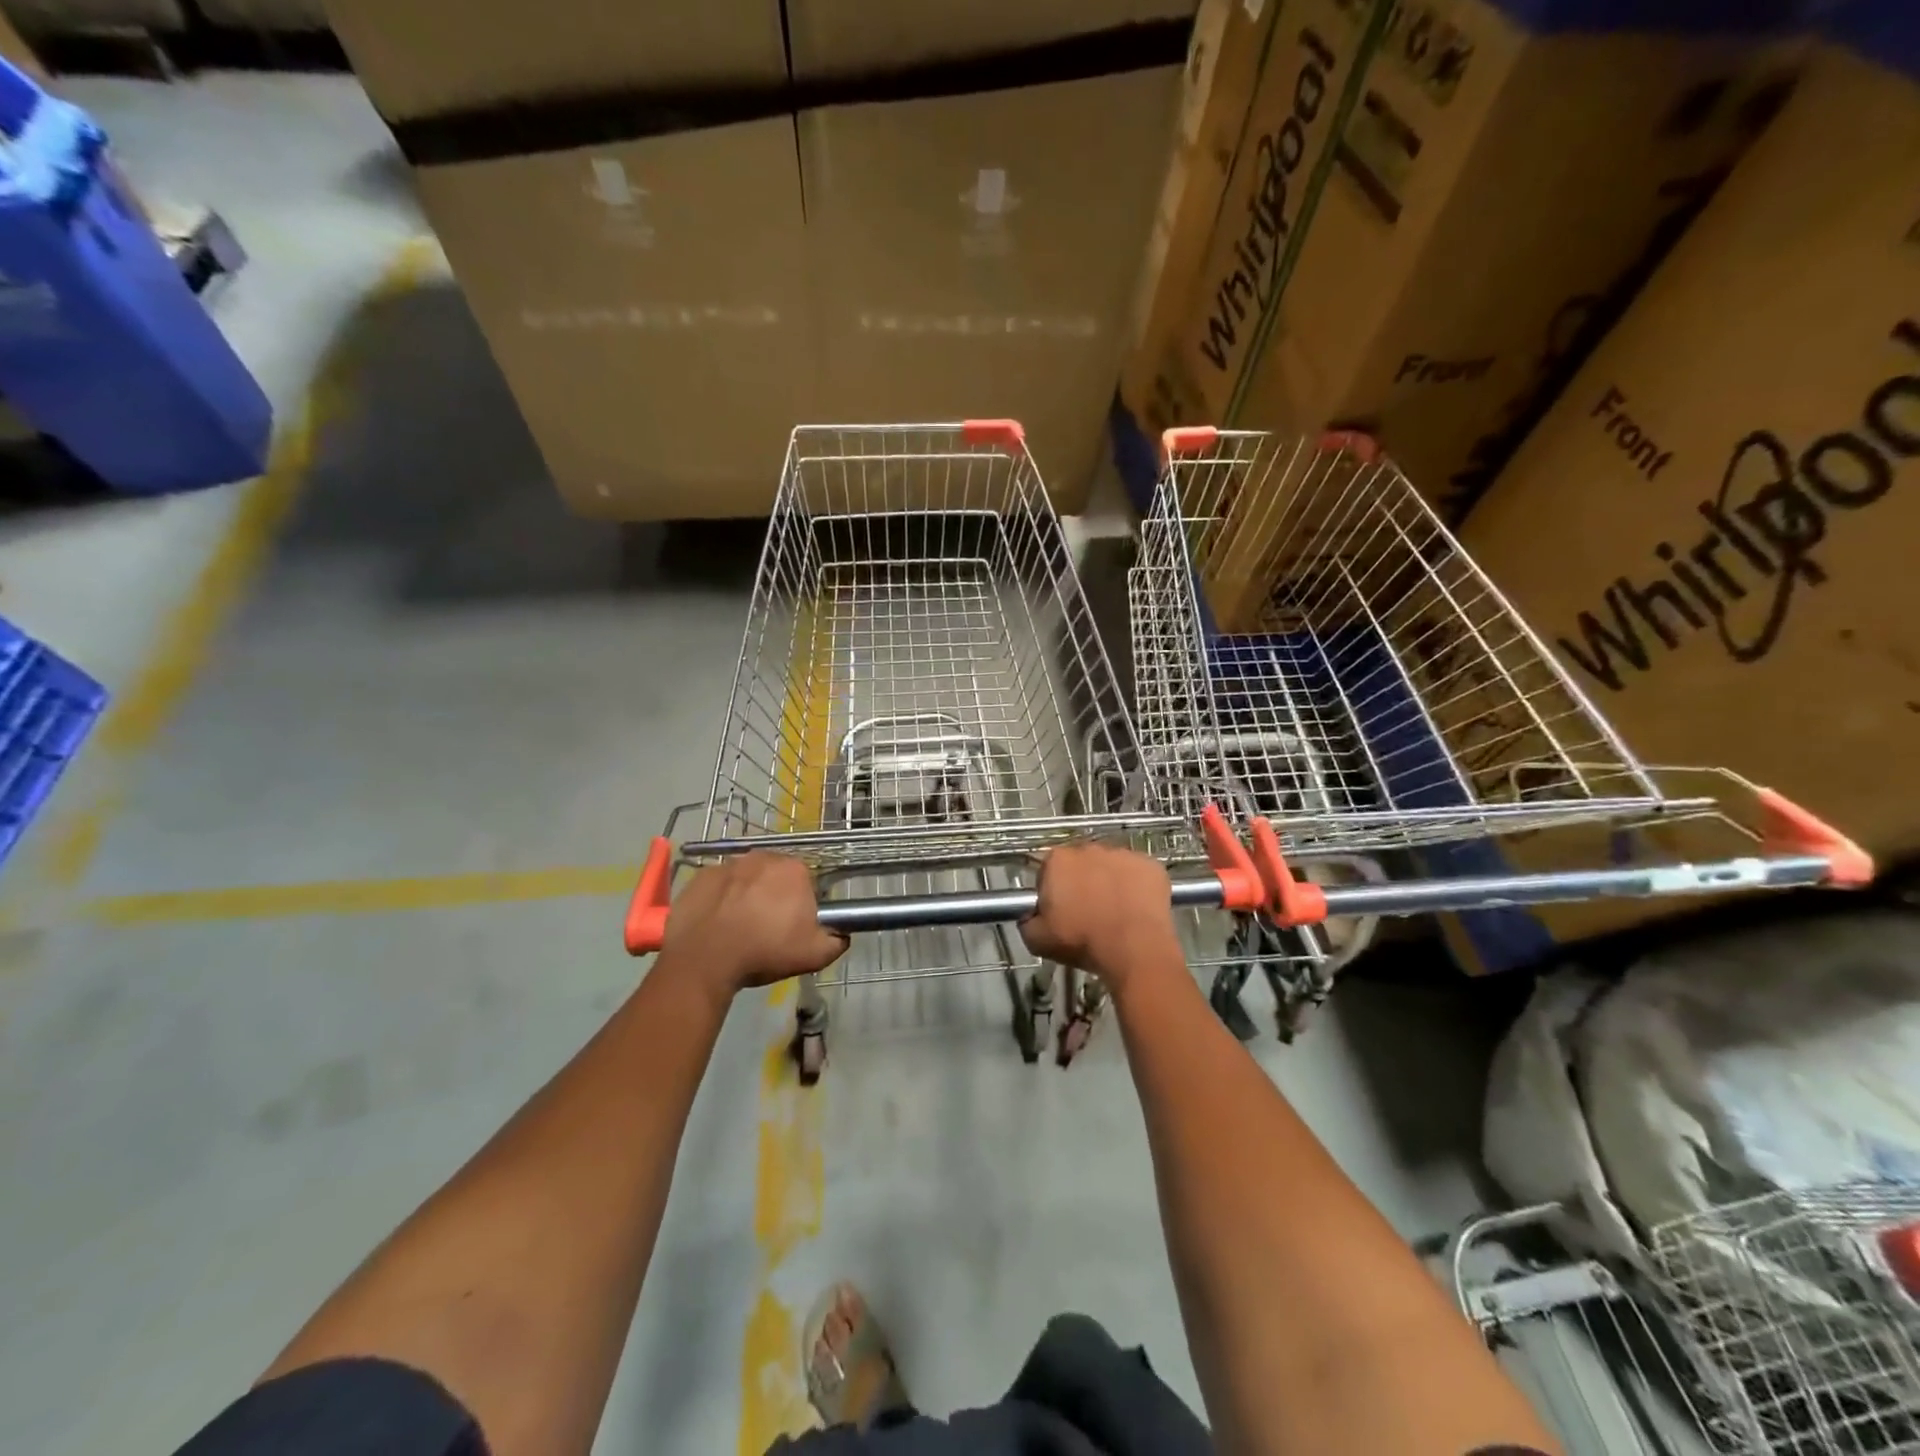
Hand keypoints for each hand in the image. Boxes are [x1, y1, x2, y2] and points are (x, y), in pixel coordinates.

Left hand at [658, 853, 846, 1000]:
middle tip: (767, 929)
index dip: (801, 907)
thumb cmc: (764, 951)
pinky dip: (721, 899)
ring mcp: (729, 864)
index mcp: (795, 870)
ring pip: (747, 879)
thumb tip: (842, 934)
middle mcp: (764, 857)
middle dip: (774, 897)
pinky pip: (719, 885)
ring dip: (747, 896)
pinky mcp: (701, 876)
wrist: (704, 959)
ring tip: (739, 928)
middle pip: (776, 877)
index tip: (792, 929)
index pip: (807, 884)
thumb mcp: (814, 955)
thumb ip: (837, 941)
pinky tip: (716, 923)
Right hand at [1020, 841, 1182, 992]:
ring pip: (1111, 867)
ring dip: (1109, 882)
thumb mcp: (1036, 939)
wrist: (1134, 949)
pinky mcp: (1151, 865)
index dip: (1052, 891)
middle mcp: (1090, 848)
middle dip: (1082, 882)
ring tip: (1114, 913)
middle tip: (1086, 912)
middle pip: (1081, 864)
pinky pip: (1139, 874)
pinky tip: (1136, 909)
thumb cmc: (1082, 941)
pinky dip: (1137, 887)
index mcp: (1058, 859)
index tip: (1058, 911)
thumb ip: (1027, 920)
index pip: (1048, 870)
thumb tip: (1031, 916)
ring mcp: (1123, 854)